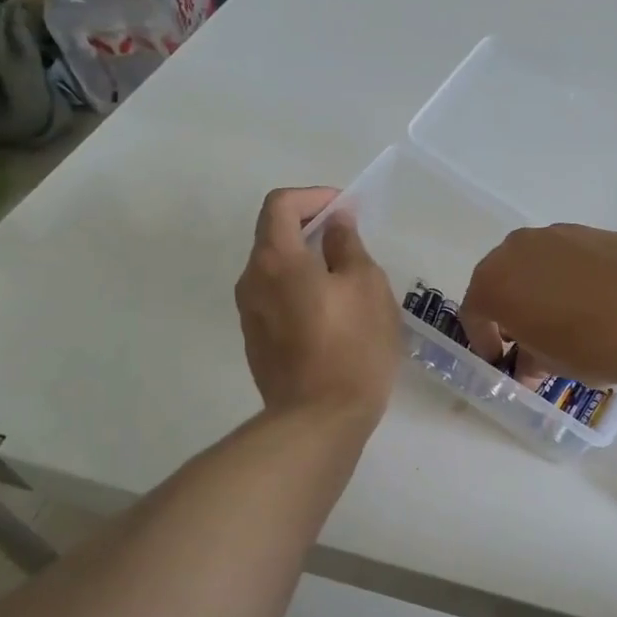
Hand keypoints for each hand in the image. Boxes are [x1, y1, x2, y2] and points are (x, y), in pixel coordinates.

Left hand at [236, 188, 401, 424]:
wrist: (319, 420)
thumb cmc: (352, 347)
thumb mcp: (367, 286)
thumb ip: (348, 246)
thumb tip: (335, 224)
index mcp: (276, 260)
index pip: (280, 204)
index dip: (313, 197)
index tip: (345, 209)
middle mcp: (252, 280)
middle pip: (274, 235)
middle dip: (311, 227)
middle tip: (350, 240)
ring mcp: (249, 314)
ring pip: (275, 269)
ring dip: (306, 261)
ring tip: (346, 279)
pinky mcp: (256, 341)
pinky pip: (276, 298)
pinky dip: (300, 289)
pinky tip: (332, 313)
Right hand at [458, 224, 616, 388]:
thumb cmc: (589, 345)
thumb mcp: (551, 364)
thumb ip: (531, 360)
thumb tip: (529, 365)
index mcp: (494, 282)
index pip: (475, 310)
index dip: (483, 338)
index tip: (499, 358)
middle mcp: (518, 249)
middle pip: (503, 278)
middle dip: (511, 308)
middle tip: (528, 336)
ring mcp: (558, 234)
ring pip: (538, 263)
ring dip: (542, 288)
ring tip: (567, 318)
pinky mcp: (595, 231)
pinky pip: (571, 256)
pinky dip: (573, 276)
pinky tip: (598, 301)